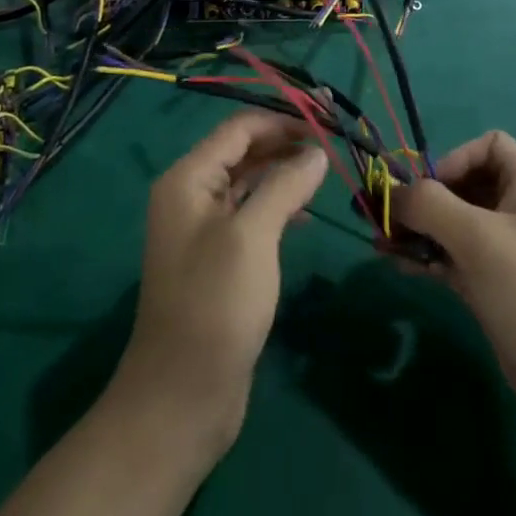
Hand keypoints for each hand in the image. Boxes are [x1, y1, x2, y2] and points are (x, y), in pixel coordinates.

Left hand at [112, 112, 326, 463]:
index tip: (326, 120)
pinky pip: (250, 214)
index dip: (282, 119)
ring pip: (248, 182)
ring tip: (326, 173)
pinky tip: (307, 213)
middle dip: (285, 143)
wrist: (182, 396)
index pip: (239, 128)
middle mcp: (191, 195)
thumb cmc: (215, 304)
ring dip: (284, 173)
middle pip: (243, 151)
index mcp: (188, 179)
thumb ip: (284, 185)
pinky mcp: (218, 259)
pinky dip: (278, 205)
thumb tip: (317, 153)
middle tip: (333, 144)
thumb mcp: (253, 235)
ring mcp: (203, 229)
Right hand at [392, 131, 515, 443]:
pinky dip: (430, 256)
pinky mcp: (497, 284)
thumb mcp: (477, 239)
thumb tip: (390, 193)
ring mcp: (510, 249)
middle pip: (465, 184)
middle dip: (425, 198)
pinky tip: (399, 266)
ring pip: (456, 223)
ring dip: (420, 229)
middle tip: (387, 219)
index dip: (454, 159)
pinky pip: (457, 256)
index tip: (429, 191)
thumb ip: (428, 205)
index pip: (488, 145)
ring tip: (382, 243)